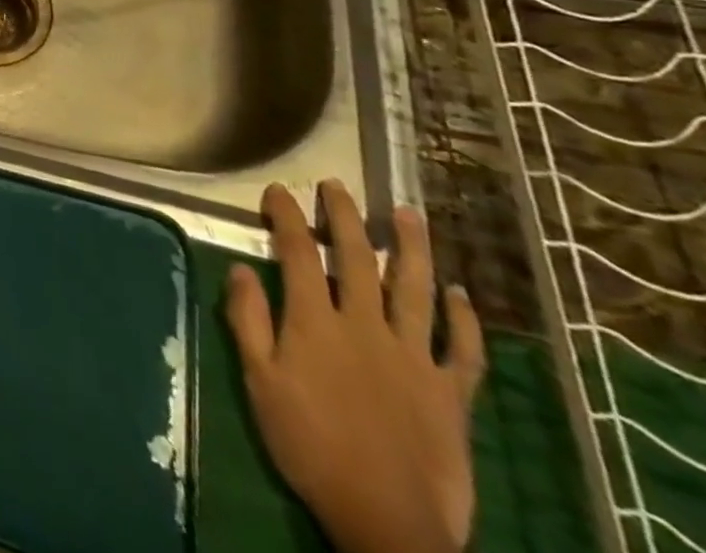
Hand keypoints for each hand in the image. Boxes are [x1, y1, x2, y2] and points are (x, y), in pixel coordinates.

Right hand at [227, 181, 484, 552]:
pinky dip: (463, 319)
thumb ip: (249, 321)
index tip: (279, 191)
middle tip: (337, 186)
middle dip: (346, 217)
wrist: (387, 521)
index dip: (287, 216)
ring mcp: (413, 357)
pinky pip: (462, 349)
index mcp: (315, 322)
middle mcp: (365, 326)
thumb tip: (242, 269)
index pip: (299, 253)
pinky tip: (460, 295)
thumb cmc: (310, 445)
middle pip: (358, 259)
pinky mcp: (450, 392)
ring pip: (415, 290)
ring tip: (409, 214)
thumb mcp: (260, 382)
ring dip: (412, 248)